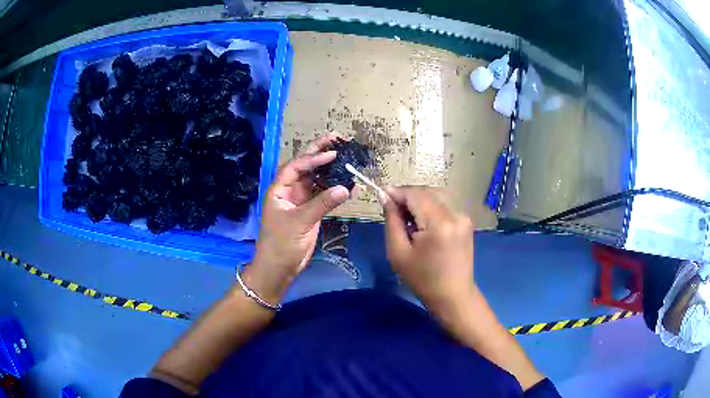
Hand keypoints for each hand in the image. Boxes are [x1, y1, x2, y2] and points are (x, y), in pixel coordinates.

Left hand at [244, 135, 349, 303]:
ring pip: (315, 179)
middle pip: (304, 166)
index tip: (332, 153)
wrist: (280, 267)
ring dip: (328, 168)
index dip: (313, 158)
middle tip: (336, 138)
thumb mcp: (300, 222)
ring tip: (344, 154)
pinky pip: (323, 194)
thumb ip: (322, 204)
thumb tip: (345, 188)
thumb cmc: (281, 243)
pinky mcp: (310, 211)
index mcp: (279, 189)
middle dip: (318, 152)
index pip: (296, 167)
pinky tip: (346, 181)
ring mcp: (300, 200)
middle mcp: (289, 191)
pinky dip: (333, 188)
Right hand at [384, 186, 474, 312]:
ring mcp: (463, 217)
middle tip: (393, 211)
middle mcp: (455, 214)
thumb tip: (385, 197)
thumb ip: (392, 221)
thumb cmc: (422, 279)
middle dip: (407, 197)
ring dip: (418, 202)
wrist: (453, 295)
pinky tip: (423, 225)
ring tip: (407, 220)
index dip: (397, 192)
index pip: (415, 194)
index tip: (382, 196)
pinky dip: (430, 209)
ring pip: (435, 197)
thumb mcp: (398, 253)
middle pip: (426, 192)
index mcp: (439, 223)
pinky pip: (444, 206)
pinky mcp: (466, 221)